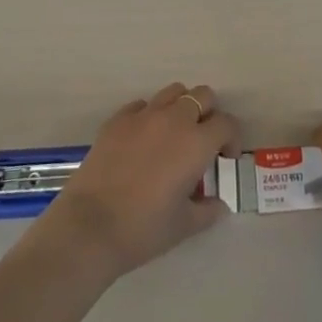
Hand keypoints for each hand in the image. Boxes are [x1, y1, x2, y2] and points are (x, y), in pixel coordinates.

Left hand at [34, 83, 240, 281]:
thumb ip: (207, 211)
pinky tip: (143, 141)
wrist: (90, 226)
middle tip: (203, 142)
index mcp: (196, 143)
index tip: (225, 158)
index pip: (226, 123)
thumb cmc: (143, 229)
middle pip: (202, 95)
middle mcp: (173, 119)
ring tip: (174, 135)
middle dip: (209, 114)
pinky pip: (141, 105)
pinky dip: (149, 116)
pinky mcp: (118, 119)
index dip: (231, 138)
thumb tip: (218, 204)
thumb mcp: (184, 226)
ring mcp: (143, 115)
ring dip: (181, 108)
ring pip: (173, 92)